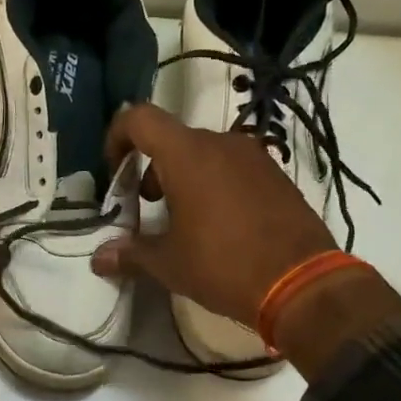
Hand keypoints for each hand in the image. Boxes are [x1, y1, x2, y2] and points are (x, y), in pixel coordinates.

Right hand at [90, 104, 400, 377]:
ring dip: (184, 177)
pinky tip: (219, 226)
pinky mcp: (277, 175)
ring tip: (182, 220)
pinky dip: (215, 184)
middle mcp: (221, 143)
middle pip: (173, 138)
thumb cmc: (223, 266)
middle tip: (147, 206)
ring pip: (205, 153)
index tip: (114, 173)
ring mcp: (254, 156)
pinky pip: (234, 168)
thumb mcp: (169, 264)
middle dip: (151, 168)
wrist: (302, 282)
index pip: (140, 118)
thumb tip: (98, 259)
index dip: (117, 137)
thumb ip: (130, 254)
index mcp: (187, 155)